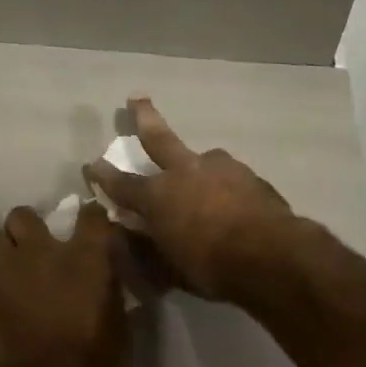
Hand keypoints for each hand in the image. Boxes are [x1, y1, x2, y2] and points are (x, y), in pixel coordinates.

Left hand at [0, 201, 126, 366]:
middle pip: (23, 214)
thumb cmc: (93, 357)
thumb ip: (107, 286)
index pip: (91, 214)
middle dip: (27, 226)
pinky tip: (4, 299)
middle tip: (36, 245)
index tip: (92, 223)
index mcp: (85, 255)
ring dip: (2, 247)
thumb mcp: (117, 320)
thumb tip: (104, 274)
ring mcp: (9, 270)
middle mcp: (42, 250)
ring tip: (11, 265)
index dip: (91, 216)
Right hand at [84, 97, 295, 300]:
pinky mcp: (252, 177)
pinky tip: (234, 202)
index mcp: (158, 195)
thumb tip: (130, 233)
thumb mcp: (170, 268)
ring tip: (204, 177)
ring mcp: (222, 169)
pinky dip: (226, 186)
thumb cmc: (211, 267)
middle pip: (159, 138)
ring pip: (203, 158)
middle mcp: (185, 172)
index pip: (122, 183)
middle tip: (137, 98)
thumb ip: (147, 248)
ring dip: (198, 166)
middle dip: (143, 117)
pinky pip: (231, 178)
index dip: (103, 176)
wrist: (273, 256)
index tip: (91, 165)